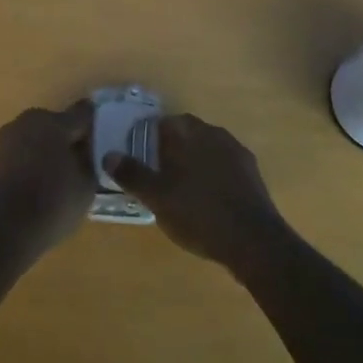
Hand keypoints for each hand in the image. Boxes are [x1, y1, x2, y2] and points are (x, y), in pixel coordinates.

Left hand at [0, 101, 95, 252]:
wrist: (3, 231)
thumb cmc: (52, 204)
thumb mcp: (87, 183)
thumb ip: (91, 159)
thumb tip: (87, 148)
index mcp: (53, 122)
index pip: (84, 113)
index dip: (98, 125)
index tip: (107, 140)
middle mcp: (28, 121)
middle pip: (59, 123)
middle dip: (72, 138)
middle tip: (86, 161)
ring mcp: (9, 137)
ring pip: (40, 136)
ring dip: (52, 148)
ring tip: (65, 174)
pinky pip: (25, 150)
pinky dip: (36, 159)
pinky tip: (44, 181)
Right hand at [104, 113, 293, 273]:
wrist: (253, 240)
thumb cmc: (198, 214)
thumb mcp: (157, 197)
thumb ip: (132, 174)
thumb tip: (109, 155)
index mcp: (188, 133)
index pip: (162, 122)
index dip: (148, 138)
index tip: (139, 158)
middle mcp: (213, 132)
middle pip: (185, 133)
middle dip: (171, 148)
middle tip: (157, 174)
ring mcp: (236, 151)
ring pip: (206, 147)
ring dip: (193, 160)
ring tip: (181, 188)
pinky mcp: (251, 171)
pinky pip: (224, 164)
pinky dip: (212, 173)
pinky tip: (207, 197)